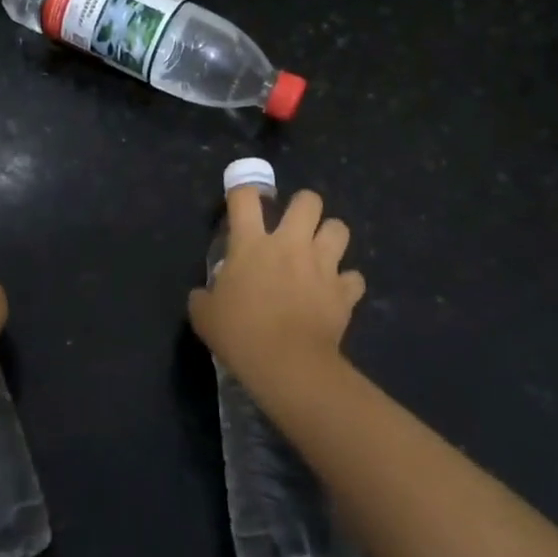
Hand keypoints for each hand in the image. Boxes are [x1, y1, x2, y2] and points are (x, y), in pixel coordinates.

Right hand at [188, 187, 364, 396]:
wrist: (286, 364)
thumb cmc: (240, 334)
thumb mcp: (204, 315)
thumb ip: (203, 297)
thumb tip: (204, 294)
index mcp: (251, 243)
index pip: (245, 197)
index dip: (243, 193)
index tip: (242, 202)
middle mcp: (291, 244)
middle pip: (308, 200)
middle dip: (304, 207)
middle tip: (295, 226)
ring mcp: (322, 265)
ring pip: (339, 228)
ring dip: (330, 237)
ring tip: (321, 253)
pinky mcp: (344, 291)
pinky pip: (354, 278)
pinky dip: (346, 284)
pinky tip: (336, 293)